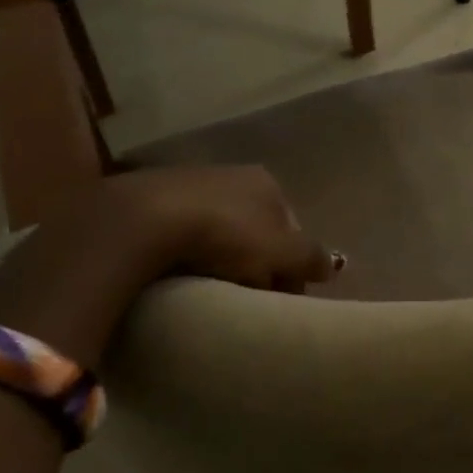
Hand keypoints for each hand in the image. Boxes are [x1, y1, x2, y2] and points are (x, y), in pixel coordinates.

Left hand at [96, 165, 336, 292]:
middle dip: (257, 261)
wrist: (143, 221)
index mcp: (268, 183)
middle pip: (257, 230)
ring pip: (220, 232)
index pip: (291, 231)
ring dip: (222, 259)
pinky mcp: (151, 199)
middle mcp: (233, 175)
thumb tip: (330, 267)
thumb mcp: (282, 253)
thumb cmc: (227, 235)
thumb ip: (311, 259)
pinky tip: (181, 275)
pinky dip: (188, 253)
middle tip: (249, 298)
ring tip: (213, 291)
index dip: (290, 266)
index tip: (280, 298)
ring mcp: (190, 183)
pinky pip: (183, 234)